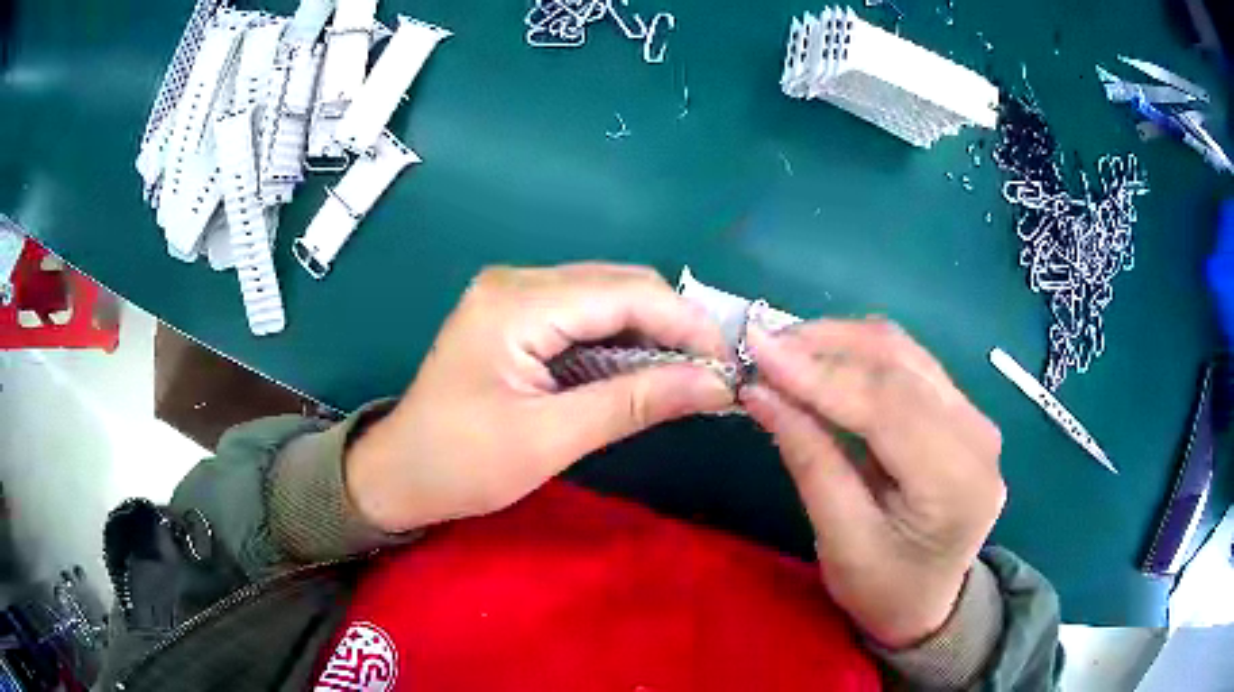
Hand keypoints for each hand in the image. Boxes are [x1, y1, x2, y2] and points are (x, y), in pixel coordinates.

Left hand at [346, 264, 733, 533]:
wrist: (398, 474)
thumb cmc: (461, 464)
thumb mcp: (550, 439)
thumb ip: (635, 402)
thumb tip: (716, 384)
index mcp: (517, 303)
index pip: (626, 294)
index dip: (687, 324)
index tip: (729, 365)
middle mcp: (517, 281)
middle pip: (620, 286)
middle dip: (674, 326)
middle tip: (711, 376)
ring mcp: (514, 295)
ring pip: (607, 298)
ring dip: (651, 333)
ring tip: (687, 377)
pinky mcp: (517, 315)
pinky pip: (585, 315)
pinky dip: (621, 341)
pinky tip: (642, 371)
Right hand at [741, 319, 1004, 648]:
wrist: (930, 602)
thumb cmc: (884, 589)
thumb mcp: (840, 542)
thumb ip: (810, 462)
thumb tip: (761, 393)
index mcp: (957, 482)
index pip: (888, 405)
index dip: (820, 373)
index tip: (757, 349)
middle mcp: (977, 435)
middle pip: (899, 365)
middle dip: (825, 347)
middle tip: (762, 349)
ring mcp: (974, 417)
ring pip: (903, 352)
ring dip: (840, 342)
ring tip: (785, 352)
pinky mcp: (961, 410)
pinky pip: (908, 364)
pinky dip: (859, 356)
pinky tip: (822, 363)